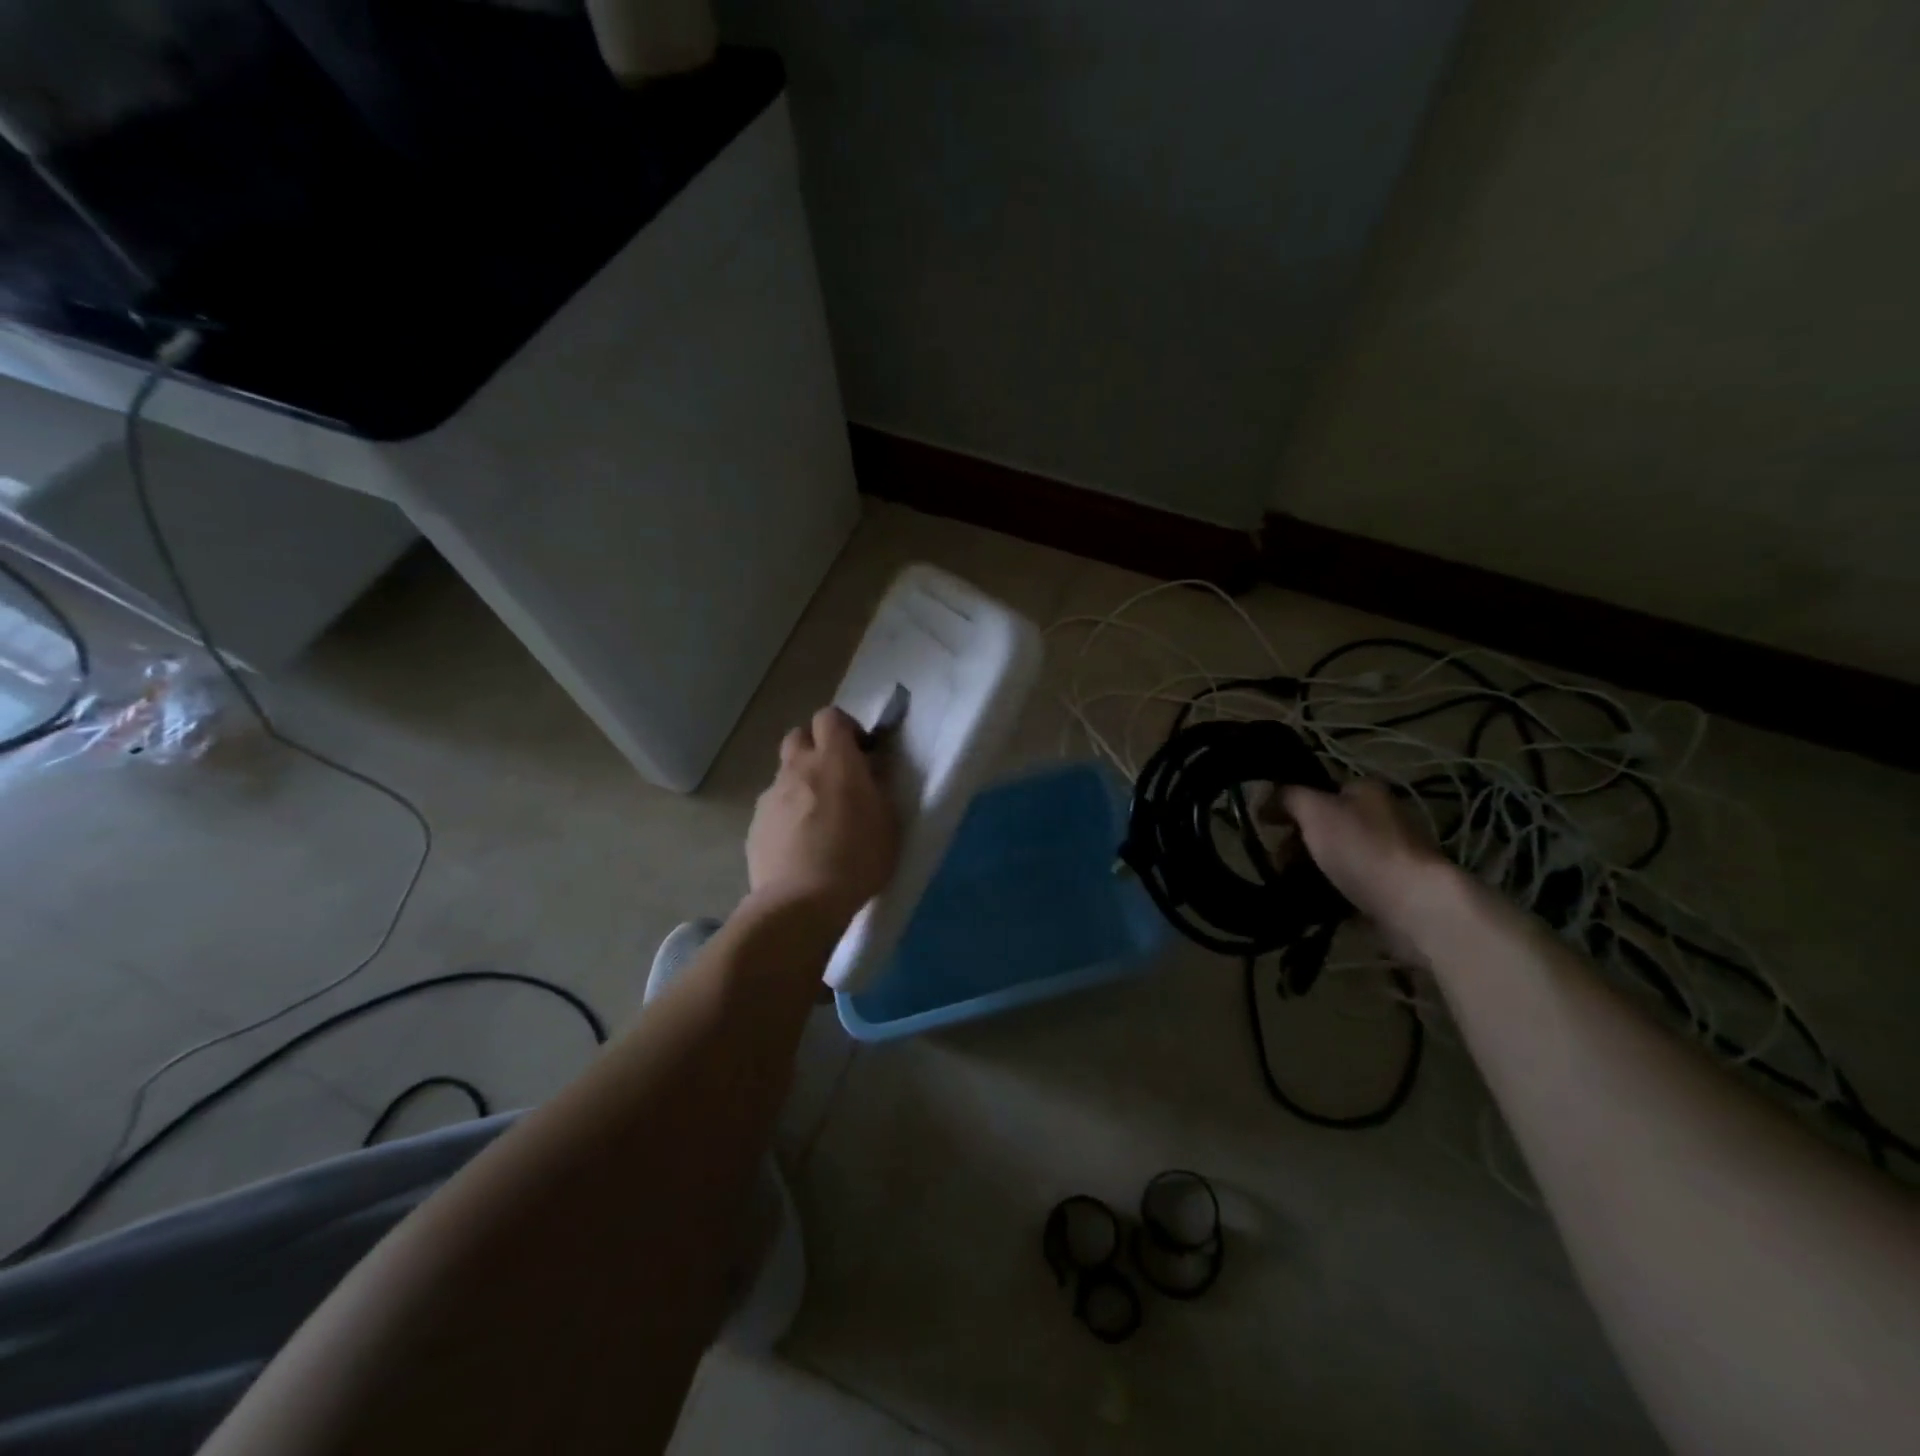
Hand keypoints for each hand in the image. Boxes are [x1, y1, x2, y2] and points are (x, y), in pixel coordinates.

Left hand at [746, 707, 899, 925]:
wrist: (800, 902)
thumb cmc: (857, 858)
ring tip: (818, 817)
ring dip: (801, 782)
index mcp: (834, 760)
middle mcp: (798, 768)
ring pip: (785, 773)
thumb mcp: (888, 821)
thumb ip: (878, 786)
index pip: (829, 716)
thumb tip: (871, 767)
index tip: (860, 751)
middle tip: (836, 776)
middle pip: (799, 736)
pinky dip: (787, 814)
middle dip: (817, 747)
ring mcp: (772, 796)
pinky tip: (800, 844)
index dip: (845, 728)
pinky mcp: (756, 825)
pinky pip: (774, 807)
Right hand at [1280, 780, 1451, 943]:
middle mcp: (1380, 817)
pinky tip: (1312, 900)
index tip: (1267, 826)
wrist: (1413, 905)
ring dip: (1310, 868)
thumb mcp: (1314, 810)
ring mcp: (1387, 854)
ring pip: (1334, 856)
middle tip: (1277, 860)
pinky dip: (1329, 890)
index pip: (1318, 790)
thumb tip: (1263, 795)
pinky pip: (1348, 884)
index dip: (1289, 805)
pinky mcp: (1390, 888)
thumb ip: (1286, 796)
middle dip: (1296, 842)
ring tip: (1291, 884)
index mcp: (1366, 790)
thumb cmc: (1361, 848)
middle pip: (1324, 824)